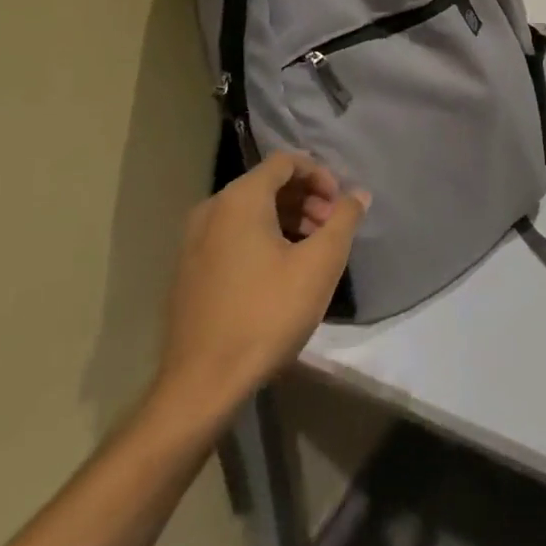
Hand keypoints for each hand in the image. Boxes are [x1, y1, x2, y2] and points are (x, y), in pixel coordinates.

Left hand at [148, 152, 367, 433]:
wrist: (202, 383)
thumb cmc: (267, 314)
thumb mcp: (320, 264)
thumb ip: (344, 219)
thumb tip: (357, 194)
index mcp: (239, 200)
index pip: (285, 162)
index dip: (320, 175)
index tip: (339, 205)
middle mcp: (210, 211)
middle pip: (267, 184)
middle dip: (306, 199)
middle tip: (331, 228)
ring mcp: (193, 242)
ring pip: (249, 212)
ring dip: (287, 219)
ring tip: (312, 251)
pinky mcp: (188, 271)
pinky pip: (232, 235)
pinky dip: (262, 238)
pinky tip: (282, 271)